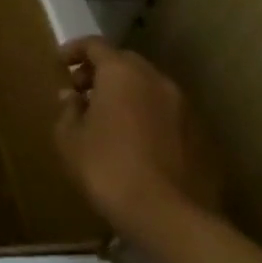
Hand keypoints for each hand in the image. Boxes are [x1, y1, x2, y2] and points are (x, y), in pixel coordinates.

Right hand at [55, 37, 219, 233]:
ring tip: (108, 119)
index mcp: (122, 74)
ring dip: (127, 94)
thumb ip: (68, 110)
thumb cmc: (108, 169)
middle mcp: (157, 81)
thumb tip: (72, 97)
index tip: (59, 64)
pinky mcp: (202, 136)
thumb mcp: (70, 139)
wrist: (171, 217)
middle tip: (81, 91)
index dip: (74, 50)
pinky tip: (136, 142)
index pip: (95, 45)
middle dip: (101, 71)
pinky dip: (148, 116)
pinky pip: (167, 114)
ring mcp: (185, 108)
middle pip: (126, 63)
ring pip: (150, 88)